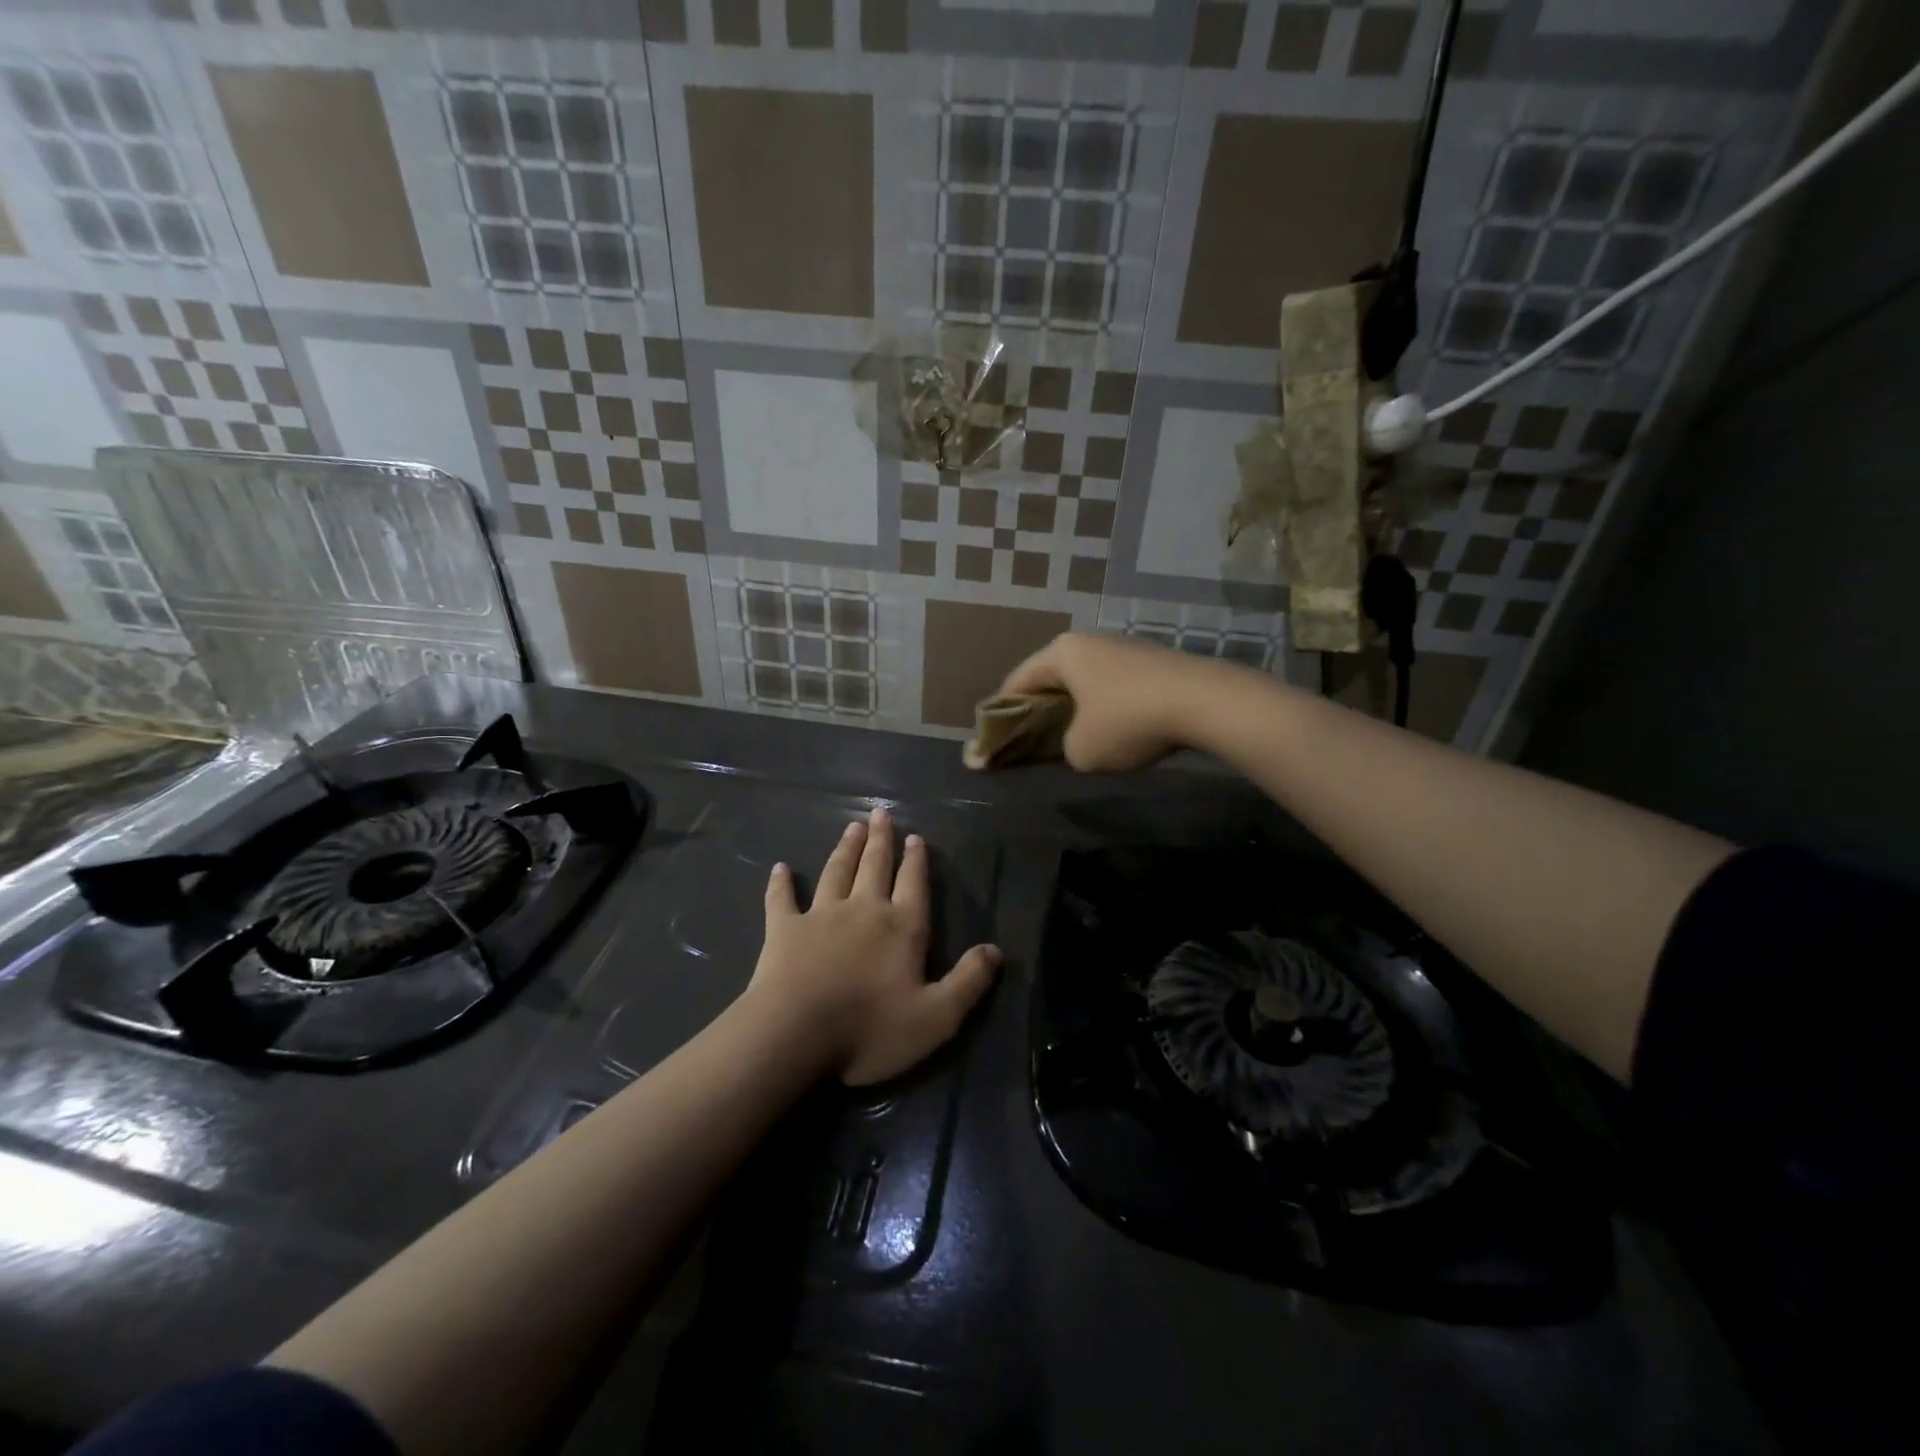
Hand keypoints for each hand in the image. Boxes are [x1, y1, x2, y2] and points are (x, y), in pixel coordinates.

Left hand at [747, 807, 1001, 1085]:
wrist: (795, 1034)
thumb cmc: (869, 1029)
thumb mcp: (936, 1017)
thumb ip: (968, 982)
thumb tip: (995, 950)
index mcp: (901, 928)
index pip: (913, 885)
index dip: (916, 861)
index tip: (914, 836)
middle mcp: (864, 910)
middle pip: (875, 867)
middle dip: (880, 840)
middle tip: (880, 814)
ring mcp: (821, 916)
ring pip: (836, 873)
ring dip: (845, 849)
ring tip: (851, 827)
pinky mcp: (784, 929)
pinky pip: (782, 900)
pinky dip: (781, 883)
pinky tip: (780, 868)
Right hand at [999, 632, 1235, 771]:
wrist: (1205, 702)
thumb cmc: (1128, 721)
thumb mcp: (1082, 750)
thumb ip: (1064, 746)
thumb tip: (1078, 741)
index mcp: (1061, 653)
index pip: (1017, 681)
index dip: (1003, 712)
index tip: (998, 738)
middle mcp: (1089, 641)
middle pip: (1051, 677)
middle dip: (1041, 708)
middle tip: (1034, 738)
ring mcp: (1123, 647)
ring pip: (1085, 679)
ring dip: (1076, 706)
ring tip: (1075, 736)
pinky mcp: (1152, 660)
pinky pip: (1113, 684)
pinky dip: (1105, 704)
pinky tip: (1115, 727)